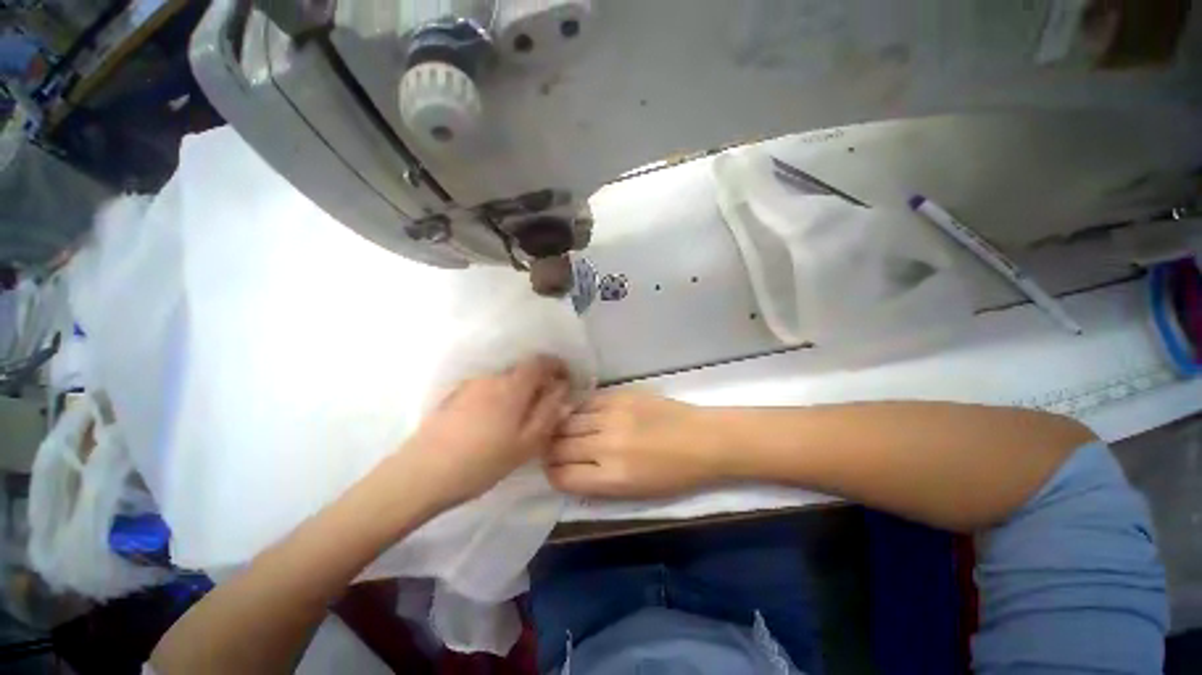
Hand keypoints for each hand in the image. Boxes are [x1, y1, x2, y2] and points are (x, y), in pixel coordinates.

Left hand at [398, 356, 569, 507]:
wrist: (421, 475)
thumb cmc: (481, 461)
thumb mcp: (526, 443)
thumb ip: (549, 413)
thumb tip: (562, 392)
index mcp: (512, 386)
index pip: (540, 361)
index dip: (556, 366)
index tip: (565, 380)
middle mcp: (491, 378)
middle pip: (522, 370)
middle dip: (538, 381)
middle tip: (544, 405)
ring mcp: (469, 385)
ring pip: (503, 380)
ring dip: (518, 390)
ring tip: (518, 418)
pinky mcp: (453, 396)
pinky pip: (486, 389)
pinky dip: (499, 397)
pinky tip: (492, 423)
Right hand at [544, 391, 728, 497]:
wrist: (703, 439)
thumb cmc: (674, 474)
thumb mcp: (634, 493)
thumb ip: (596, 484)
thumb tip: (568, 470)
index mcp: (612, 478)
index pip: (562, 476)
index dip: (551, 474)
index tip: (553, 469)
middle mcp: (606, 445)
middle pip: (559, 446)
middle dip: (551, 450)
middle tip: (553, 448)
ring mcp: (612, 416)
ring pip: (568, 420)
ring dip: (561, 427)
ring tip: (562, 429)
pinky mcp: (620, 395)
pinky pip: (587, 402)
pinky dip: (578, 409)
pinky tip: (580, 413)